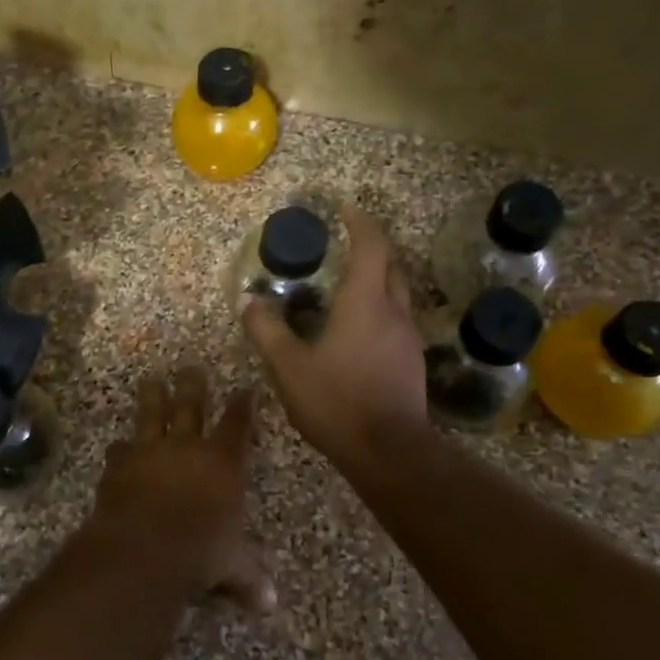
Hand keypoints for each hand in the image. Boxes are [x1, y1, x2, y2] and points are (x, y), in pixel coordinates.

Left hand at [80, 368, 274, 612]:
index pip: (238, 425)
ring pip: (152, 414)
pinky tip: (118, 447)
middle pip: (191, 407)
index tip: (246, 389)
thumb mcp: (231, 567)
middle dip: (193, 386)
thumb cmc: (200, 552)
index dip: (243, 406)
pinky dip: (121, 449)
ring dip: (152, 397)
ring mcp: (150, 452)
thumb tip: (269, 606)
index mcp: (223, 463)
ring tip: (150, 380)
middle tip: (191, 367)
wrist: (143, 548)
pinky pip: (121, 449)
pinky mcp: (119, 465)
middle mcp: (187, 448)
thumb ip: (248, 578)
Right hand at [242, 206, 427, 470]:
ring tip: (347, 283)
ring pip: (397, 293)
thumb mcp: (288, 367)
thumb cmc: (337, 401)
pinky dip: (379, 308)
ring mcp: (408, 338)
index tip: (344, 209)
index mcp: (365, 303)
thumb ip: (266, 331)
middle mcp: (394, 312)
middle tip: (346, 243)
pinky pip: (397, 319)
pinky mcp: (411, 362)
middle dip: (372, 247)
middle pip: (391, 265)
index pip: (371, 247)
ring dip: (377, 279)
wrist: (389, 451)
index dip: (360, 222)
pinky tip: (358, 328)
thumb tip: (248, 301)